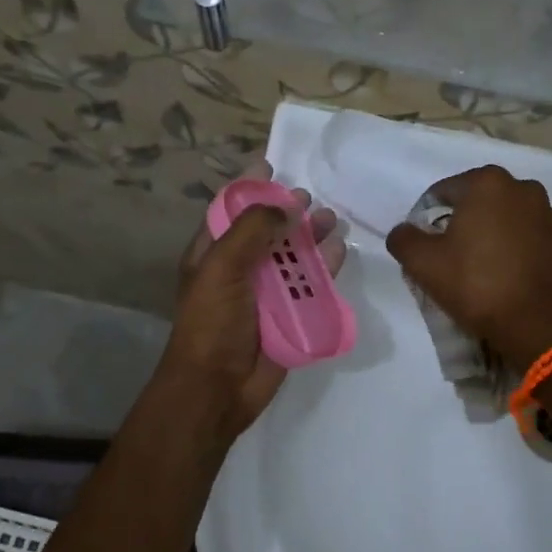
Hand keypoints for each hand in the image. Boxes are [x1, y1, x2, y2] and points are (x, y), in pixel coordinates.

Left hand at [162, 162, 345, 440]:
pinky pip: (312, 284)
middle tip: (308, 198)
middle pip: (267, 230)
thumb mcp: (222, 267)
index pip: (230, 209)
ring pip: (293, 255)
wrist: (218, 388)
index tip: (270, 163)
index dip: (249, 186)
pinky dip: (325, 266)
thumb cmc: (212, 322)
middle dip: (287, 211)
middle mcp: (240, 268)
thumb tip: (286, 206)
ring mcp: (267, 292)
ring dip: (311, 235)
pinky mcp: (291, 313)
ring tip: (330, 219)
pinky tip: (338, 250)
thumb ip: (252, 230)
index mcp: (213, 253)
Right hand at [385, 164, 551, 371]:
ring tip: (479, 268)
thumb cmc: (476, 284)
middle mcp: (522, 188)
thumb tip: (403, 231)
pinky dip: (514, 249)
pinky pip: (528, 238)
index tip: (425, 246)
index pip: (444, 192)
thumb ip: (404, 239)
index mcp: (487, 183)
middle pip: (478, 202)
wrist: (536, 324)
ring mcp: (548, 215)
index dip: (427, 218)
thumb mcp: (423, 263)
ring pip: (505, 219)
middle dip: (462, 223)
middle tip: (449, 257)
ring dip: (490, 235)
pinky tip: (505, 276)